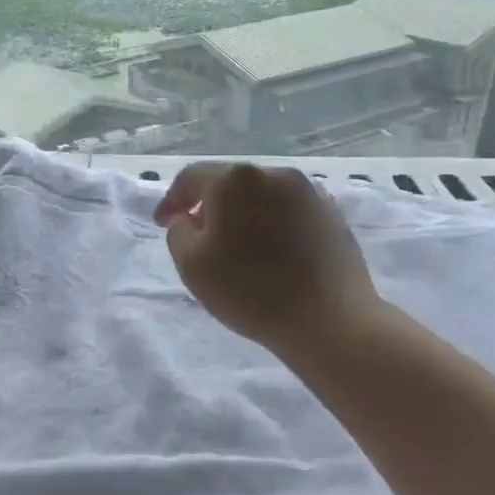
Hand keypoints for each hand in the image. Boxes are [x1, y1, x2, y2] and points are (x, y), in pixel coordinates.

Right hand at [154, 162, 380, 354]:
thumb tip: (189, 219)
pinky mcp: (332, 215)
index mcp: (235, 180)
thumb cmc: (250, 290)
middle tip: (198, 237)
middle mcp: (274, 174)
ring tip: (237, 248)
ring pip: (262, 197)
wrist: (329, 320)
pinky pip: (290, 213)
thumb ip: (178, 232)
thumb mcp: (191, 265)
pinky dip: (272, 225)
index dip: (172, 199)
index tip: (162, 223)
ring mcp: (309, 193)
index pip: (192, 177)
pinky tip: (272, 255)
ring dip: (243, 215)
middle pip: (230, 184)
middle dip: (209, 206)